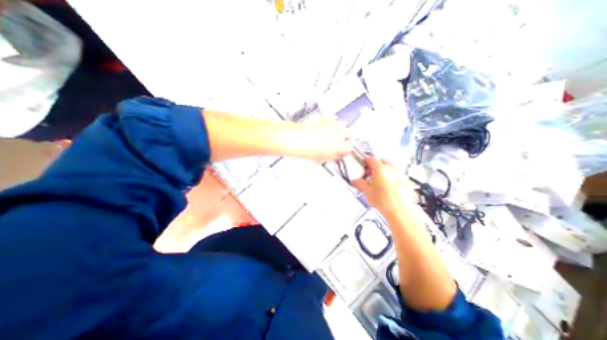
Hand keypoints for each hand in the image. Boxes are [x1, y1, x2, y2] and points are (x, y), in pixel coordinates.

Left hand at [291, 119, 354, 161]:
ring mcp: (334, 124)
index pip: (351, 146)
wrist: (300, 140)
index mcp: (341, 146)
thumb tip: (338, 154)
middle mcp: (340, 134)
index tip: (345, 148)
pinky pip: (334, 118)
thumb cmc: (309, 150)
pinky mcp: (326, 118)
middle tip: (343, 139)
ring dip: (341, 128)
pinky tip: (327, 126)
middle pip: (352, 132)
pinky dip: (333, 122)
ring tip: (334, 132)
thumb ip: (334, 156)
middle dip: (349, 136)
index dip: (348, 147)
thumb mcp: (324, 158)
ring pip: (344, 124)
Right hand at [354, 156, 415, 214]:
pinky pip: (396, 173)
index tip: (362, 164)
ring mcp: (399, 173)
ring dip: (383, 169)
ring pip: (390, 166)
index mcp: (380, 169)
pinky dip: (390, 174)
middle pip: (382, 160)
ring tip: (378, 179)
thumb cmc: (383, 200)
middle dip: (375, 164)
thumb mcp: (367, 192)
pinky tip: (387, 184)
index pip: (371, 159)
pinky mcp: (405, 180)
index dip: (365, 160)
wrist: (400, 210)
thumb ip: (360, 183)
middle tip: (369, 172)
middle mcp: (391, 168)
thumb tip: (355, 180)